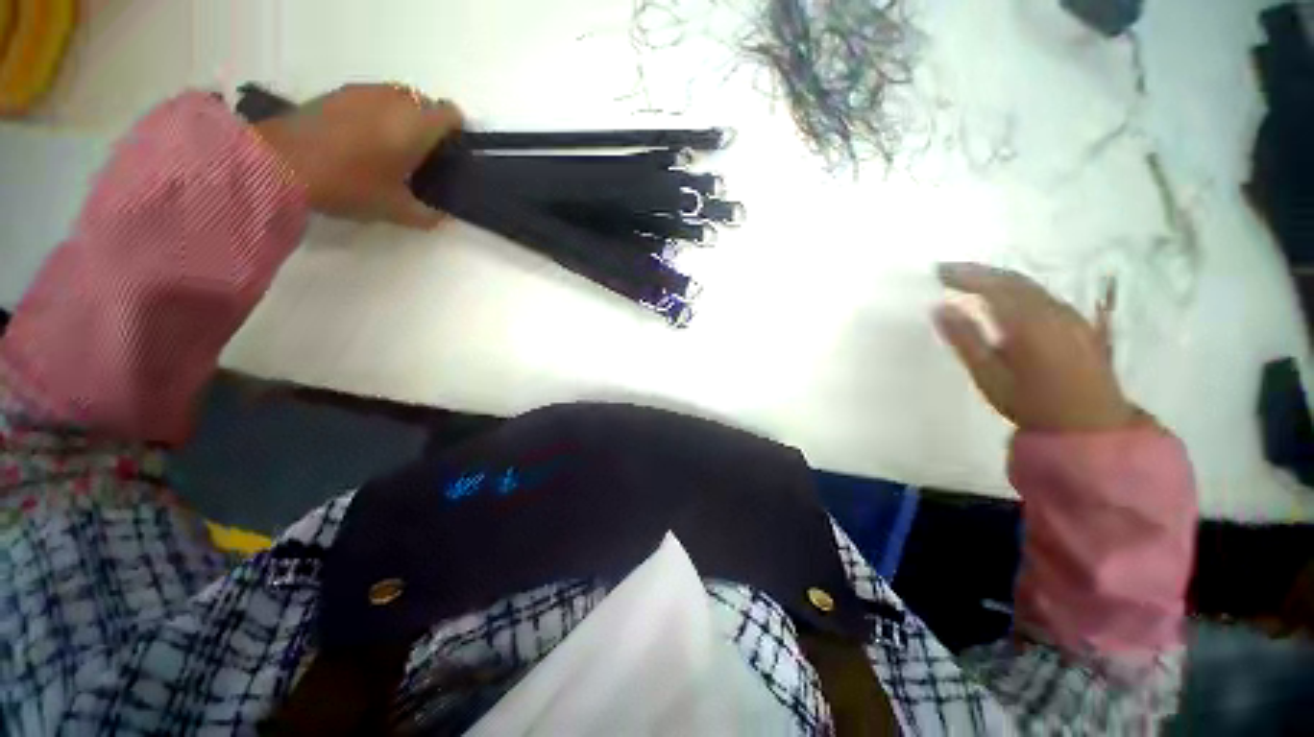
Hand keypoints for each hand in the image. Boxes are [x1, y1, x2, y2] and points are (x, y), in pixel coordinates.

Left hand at [253, 83, 461, 227]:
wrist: (278, 163)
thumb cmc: (349, 185)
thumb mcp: (395, 210)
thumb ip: (427, 216)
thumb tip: (441, 217)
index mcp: (416, 125)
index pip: (451, 114)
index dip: (456, 132)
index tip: (448, 154)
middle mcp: (394, 99)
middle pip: (425, 103)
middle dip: (428, 126)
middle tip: (419, 157)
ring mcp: (363, 92)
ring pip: (397, 98)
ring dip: (401, 118)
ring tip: (388, 148)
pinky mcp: (337, 92)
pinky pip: (371, 98)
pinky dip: (376, 114)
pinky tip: (360, 140)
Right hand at [934, 262, 1137, 431]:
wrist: (1090, 428)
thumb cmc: (1032, 404)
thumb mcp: (989, 376)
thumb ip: (965, 339)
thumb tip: (939, 308)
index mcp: (1029, 322)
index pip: (992, 286)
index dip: (963, 275)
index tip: (937, 271)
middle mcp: (1053, 311)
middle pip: (1013, 280)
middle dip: (979, 271)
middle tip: (948, 270)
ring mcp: (1071, 316)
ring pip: (1030, 286)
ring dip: (998, 278)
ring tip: (971, 280)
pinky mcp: (1079, 324)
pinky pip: (1043, 295)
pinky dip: (1018, 289)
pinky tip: (1007, 296)